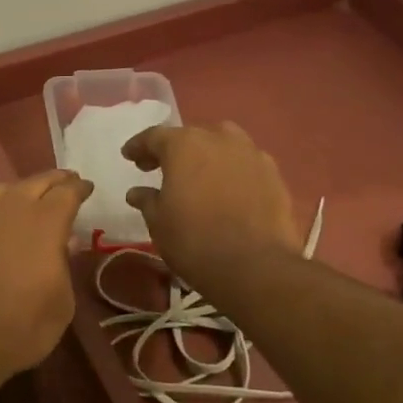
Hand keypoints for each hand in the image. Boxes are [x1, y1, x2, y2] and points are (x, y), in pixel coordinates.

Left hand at [0, 170, 92, 379]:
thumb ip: (64, 266)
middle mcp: (10, 208)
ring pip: (2, 190)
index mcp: (45, 222)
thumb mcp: (61, 304)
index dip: (78, 188)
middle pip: (36, 182)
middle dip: (54, 181)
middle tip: (65, 182)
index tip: (86, 187)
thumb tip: (64, 242)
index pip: (67, 192)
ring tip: (27, 197)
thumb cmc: (20, 328)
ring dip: (20, 191)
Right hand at [122, 122, 301, 291]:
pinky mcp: (274, 175)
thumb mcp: (159, 222)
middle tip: (160, 167)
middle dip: (173, 149)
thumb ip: (147, 200)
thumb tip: (137, 192)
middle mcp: (219, 139)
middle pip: (191, 136)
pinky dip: (232, 170)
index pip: (154, 136)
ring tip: (198, 174)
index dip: (139, 146)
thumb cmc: (194, 240)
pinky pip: (245, 163)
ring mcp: (251, 154)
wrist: (256, 267)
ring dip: (207, 154)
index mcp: (184, 145)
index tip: (129, 156)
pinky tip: (227, 190)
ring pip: (223, 144)